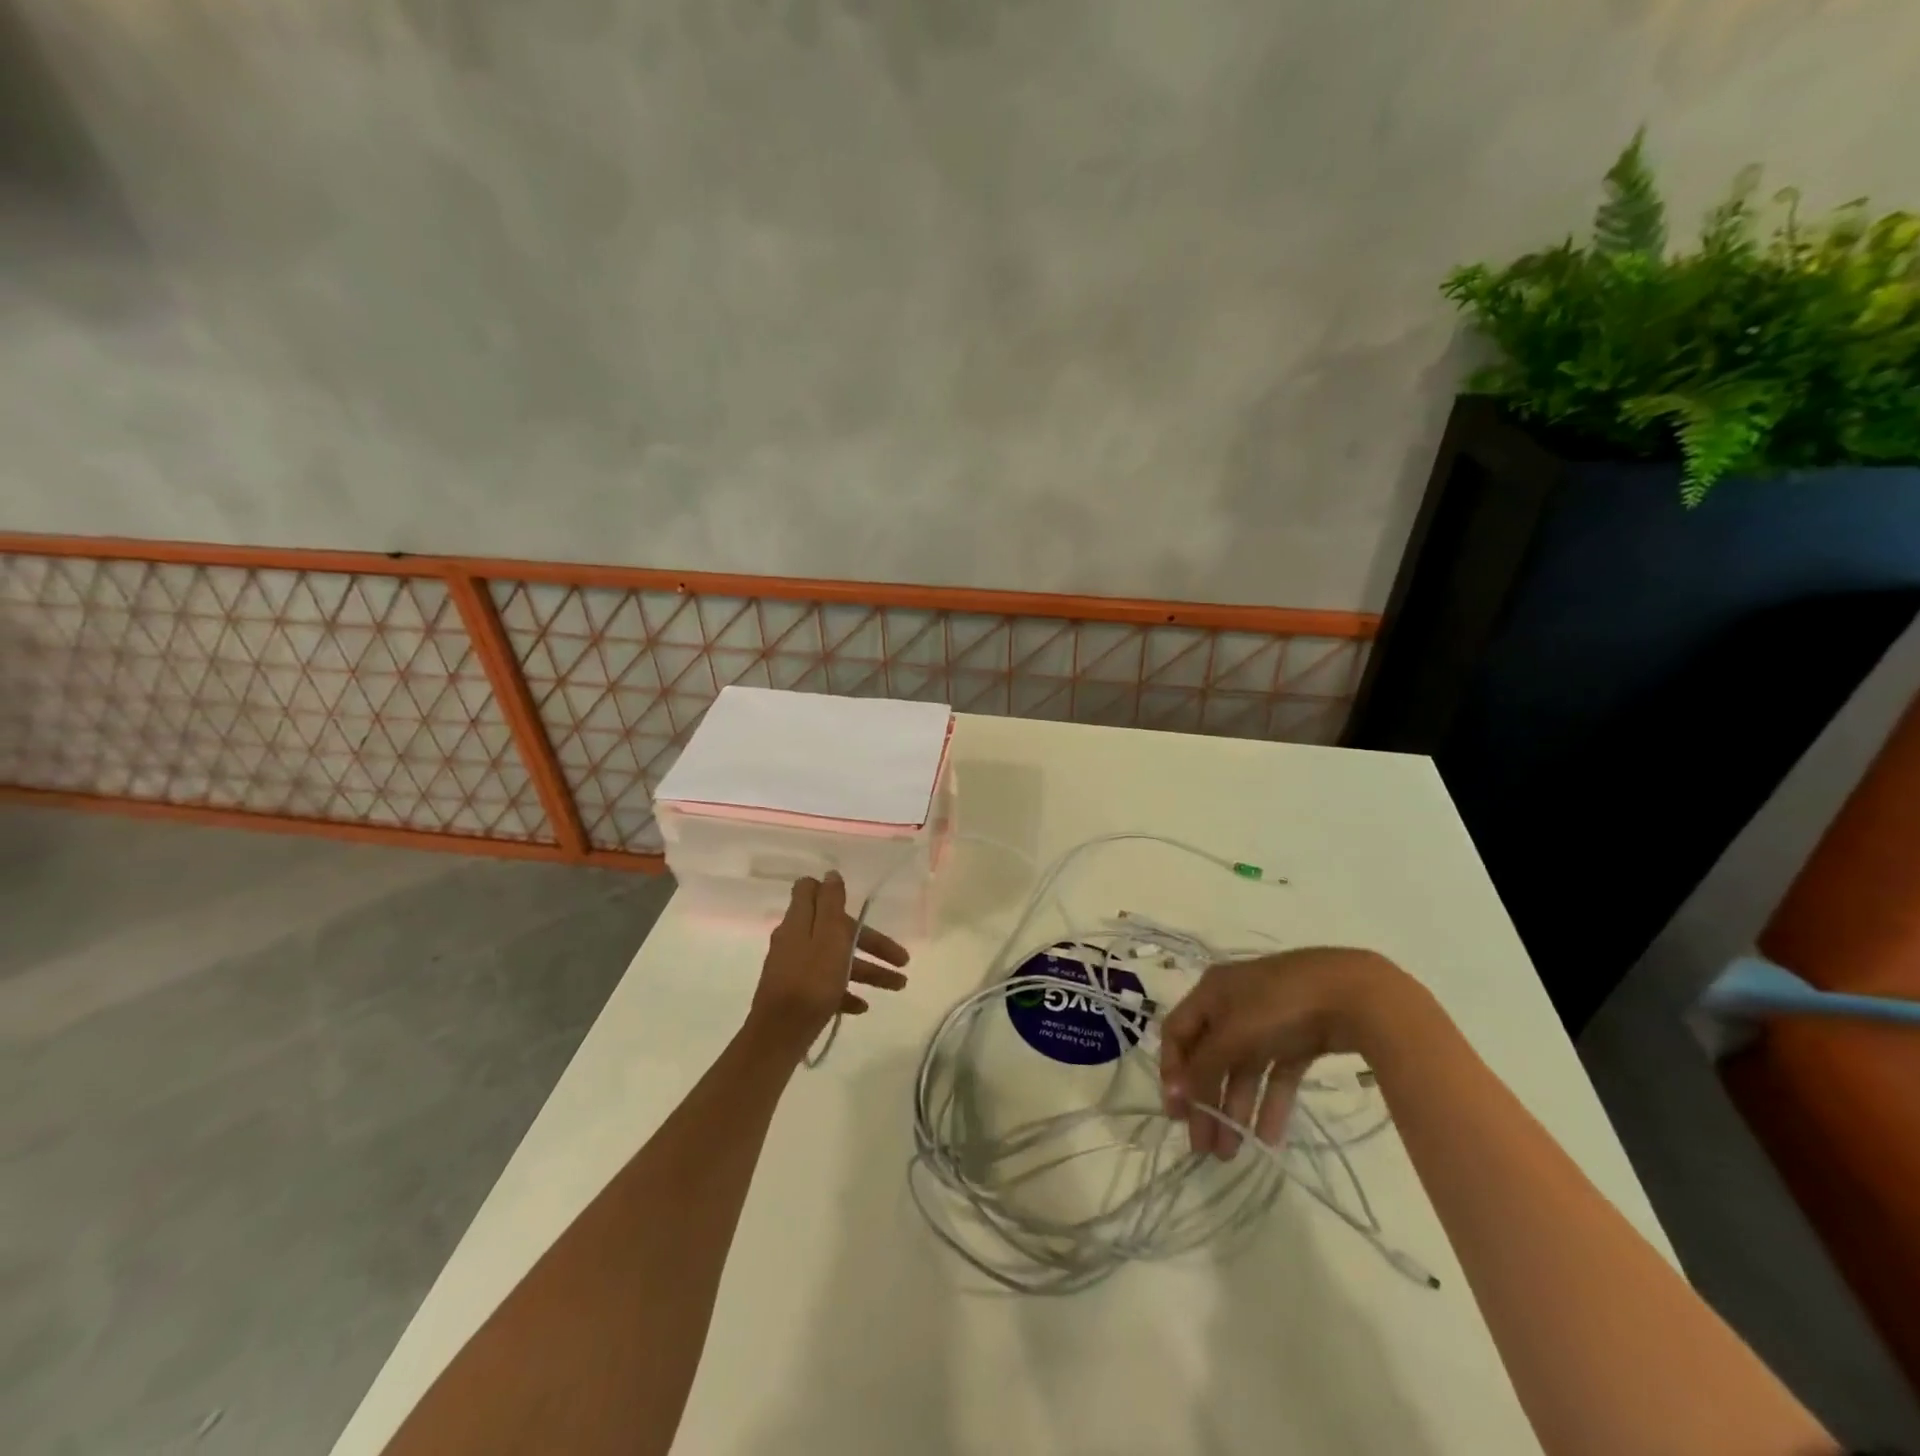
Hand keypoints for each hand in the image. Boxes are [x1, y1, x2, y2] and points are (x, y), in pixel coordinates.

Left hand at [748, 873, 909, 1055]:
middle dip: (871, 942)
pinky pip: (827, 985)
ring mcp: (794, 968)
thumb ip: (831, 903)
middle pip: (837, 931)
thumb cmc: (811, 982)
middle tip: (902, 959)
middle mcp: (794, 940)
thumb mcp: (828, 936)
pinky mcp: (796, 994)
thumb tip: (830, 873)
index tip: (857, 902)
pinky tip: (862, 1006)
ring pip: (837, 960)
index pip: (808, 890)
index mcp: (799, 921)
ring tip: (898, 986)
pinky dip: (847, 991)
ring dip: (868, 970)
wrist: (779, 1035)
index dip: (832, 892)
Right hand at [1158, 947, 1409, 1158]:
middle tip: (1204, 1146)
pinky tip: (1268, 1139)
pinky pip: (1275, 1075)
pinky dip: (1270, 1104)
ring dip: (1234, 1109)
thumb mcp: (1233, 1034)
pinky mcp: (1298, 1040)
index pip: (1177, 1033)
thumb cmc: (1278, 1006)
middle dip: (1205, 1101)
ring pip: (1242, 1070)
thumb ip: (1202, 1066)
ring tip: (1232, 1153)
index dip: (1172, 1071)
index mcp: (1210, 993)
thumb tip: (1175, 1093)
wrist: (1353, 994)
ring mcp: (1267, 1022)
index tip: (1176, 1114)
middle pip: (1209, 1057)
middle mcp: (1232, 1005)